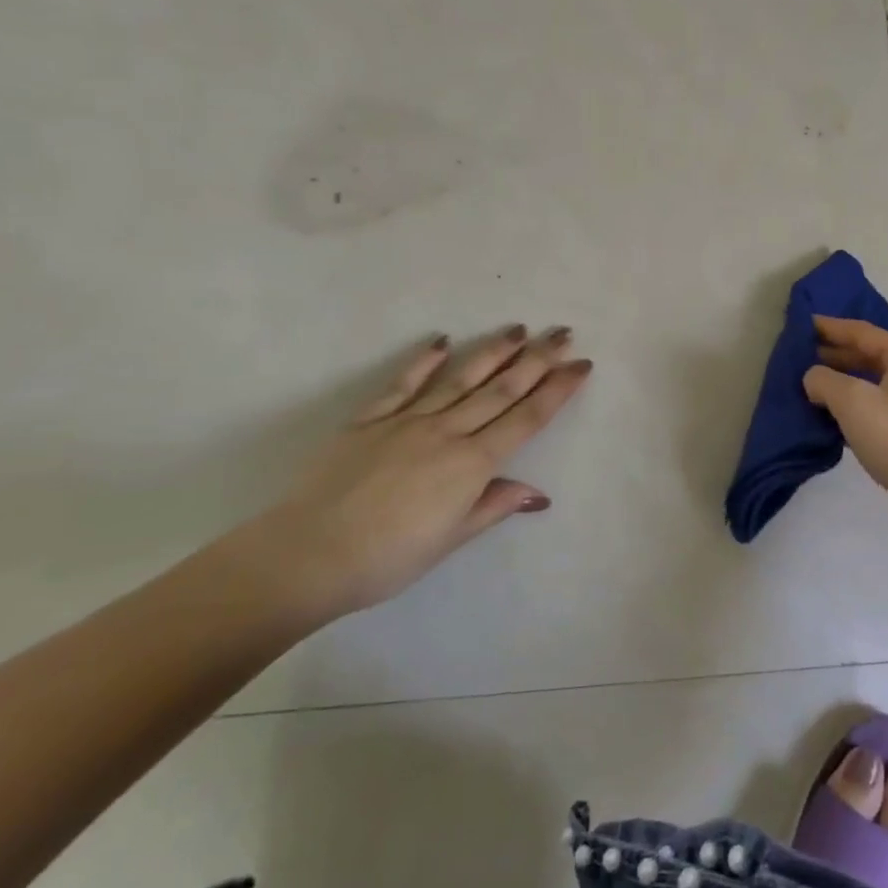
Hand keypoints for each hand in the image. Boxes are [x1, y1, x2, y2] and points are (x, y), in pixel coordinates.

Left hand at [238, 326, 592, 620]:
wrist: (307, 555)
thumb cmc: (388, 558)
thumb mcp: (450, 539)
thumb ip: (494, 506)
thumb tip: (539, 493)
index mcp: (471, 463)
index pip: (527, 418)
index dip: (558, 390)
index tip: (581, 364)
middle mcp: (447, 431)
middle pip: (501, 389)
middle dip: (537, 359)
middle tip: (562, 332)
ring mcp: (407, 420)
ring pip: (460, 378)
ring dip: (492, 352)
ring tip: (518, 329)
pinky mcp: (369, 420)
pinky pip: (402, 384)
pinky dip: (424, 360)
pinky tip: (442, 340)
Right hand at [802, 316, 887, 527]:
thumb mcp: (852, 401)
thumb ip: (825, 380)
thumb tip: (814, 378)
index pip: (862, 331)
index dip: (830, 327)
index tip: (802, 324)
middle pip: (870, 354)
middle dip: (835, 353)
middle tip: (801, 354)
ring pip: (873, 381)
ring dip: (842, 380)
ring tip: (810, 383)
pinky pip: (877, 405)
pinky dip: (854, 404)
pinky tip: (831, 413)